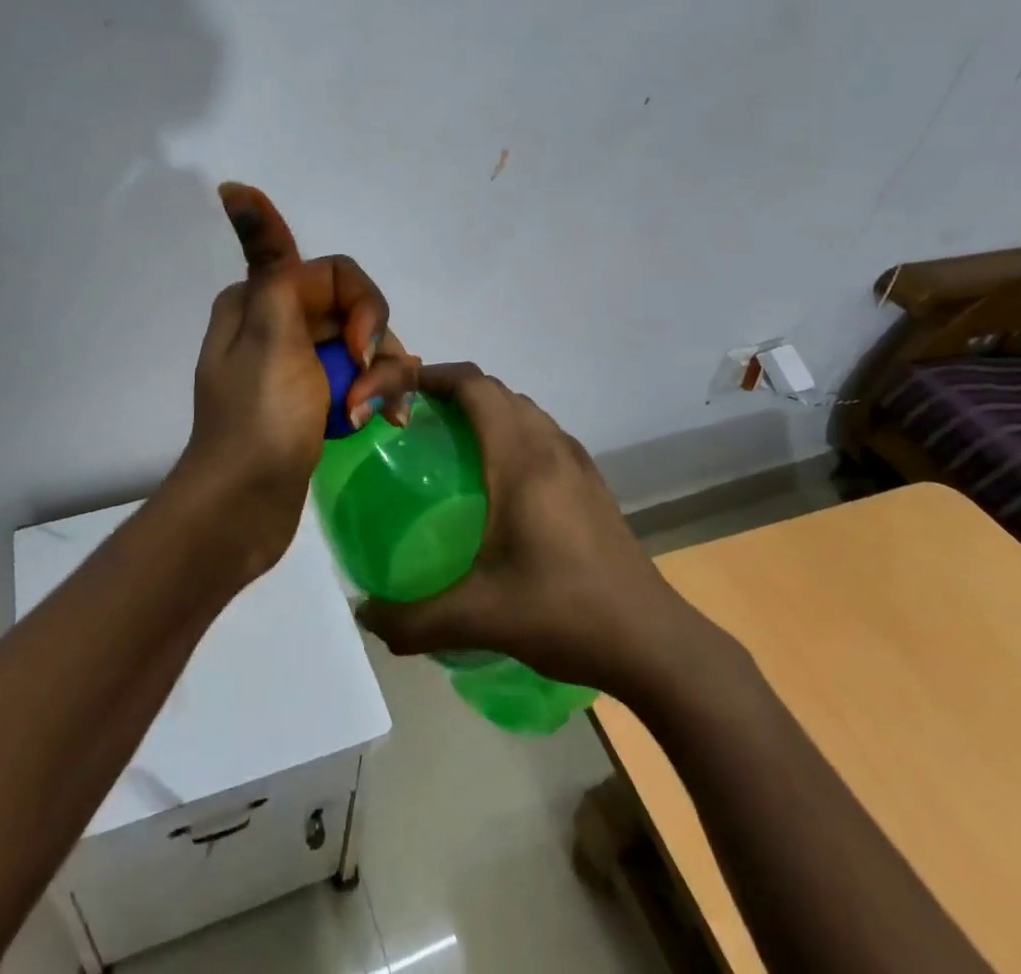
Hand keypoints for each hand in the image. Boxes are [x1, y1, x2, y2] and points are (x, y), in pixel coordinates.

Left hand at [169, 183, 412, 579]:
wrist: (243, 507)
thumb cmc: (260, 421)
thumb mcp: (269, 338)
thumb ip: (276, 268)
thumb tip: (234, 188)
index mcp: (261, 300)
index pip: (334, 273)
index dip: (362, 303)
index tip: (360, 347)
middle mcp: (279, 323)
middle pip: (356, 311)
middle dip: (374, 349)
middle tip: (364, 393)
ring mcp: (300, 363)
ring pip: (365, 348)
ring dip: (378, 380)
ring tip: (367, 418)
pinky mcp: (316, 398)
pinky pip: (360, 380)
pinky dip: (376, 397)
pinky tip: (384, 423)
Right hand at [356, 363, 694, 691]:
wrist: (654, 643)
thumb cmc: (564, 613)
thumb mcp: (479, 618)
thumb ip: (413, 619)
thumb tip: (365, 615)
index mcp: (522, 459)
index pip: (475, 386)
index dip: (434, 376)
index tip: (398, 391)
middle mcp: (552, 447)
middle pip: (498, 391)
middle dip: (454, 391)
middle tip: (415, 421)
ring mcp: (579, 464)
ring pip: (525, 411)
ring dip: (487, 410)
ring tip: (451, 445)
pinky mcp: (593, 486)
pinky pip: (543, 435)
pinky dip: (513, 434)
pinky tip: (499, 484)